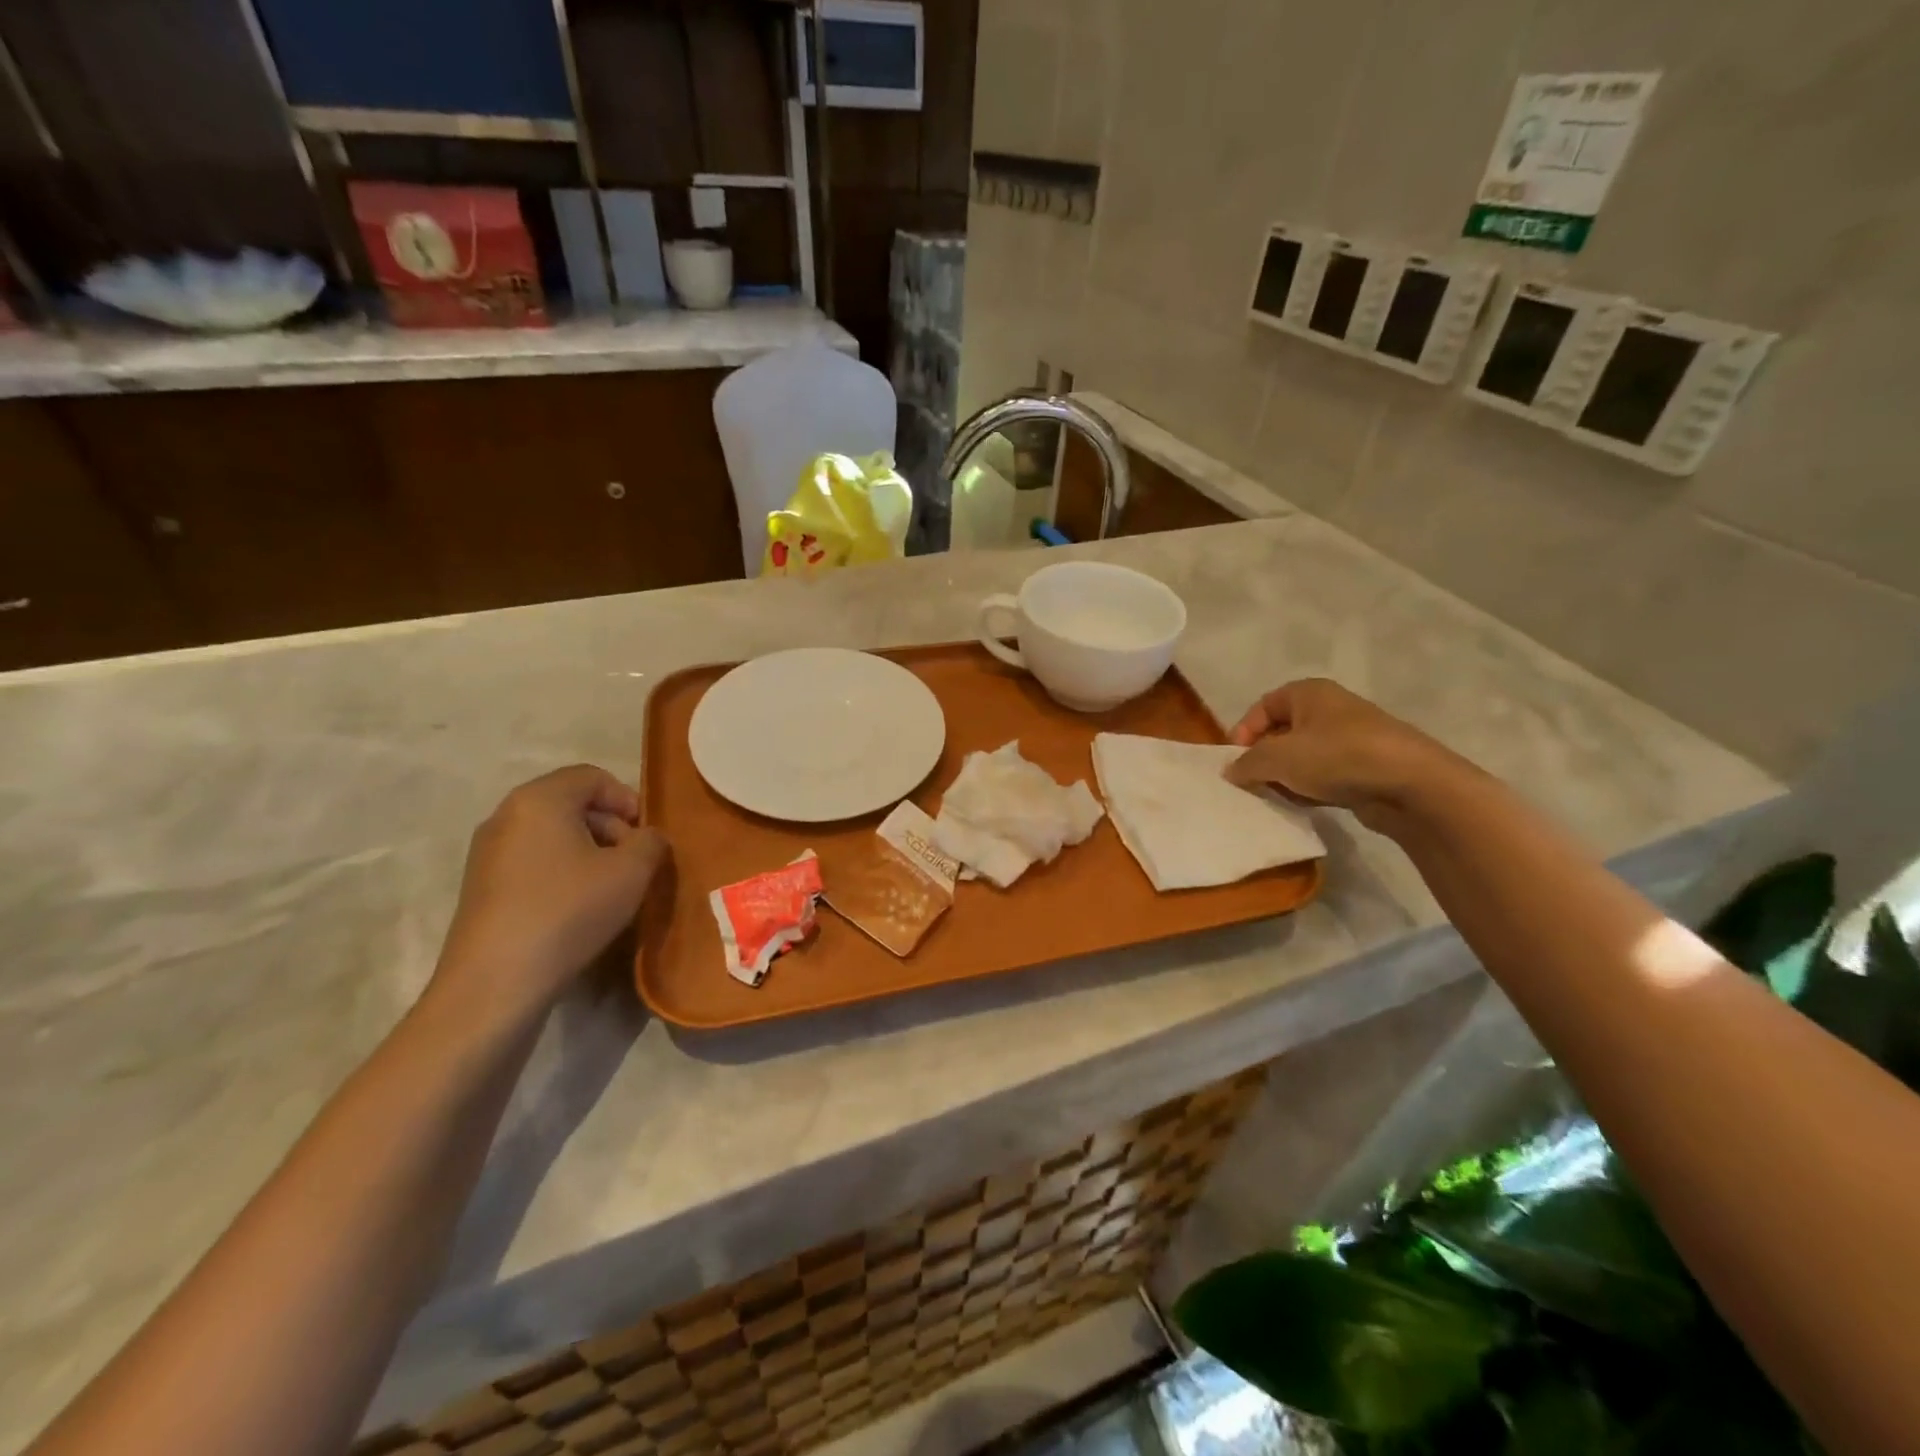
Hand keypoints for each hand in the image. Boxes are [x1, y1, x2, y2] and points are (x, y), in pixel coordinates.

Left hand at [433, 766, 668, 1019]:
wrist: (497, 981)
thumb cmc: (569, 911)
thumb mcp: (632, 871)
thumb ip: (651, 842)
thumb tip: (646, 839)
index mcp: (540, 799)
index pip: (592, 777)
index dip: (627, 799)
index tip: (645, 836)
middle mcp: (506, 815)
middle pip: (570, 803)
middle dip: (610, 826)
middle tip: (633, 862)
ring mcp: (487, 852)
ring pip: (552, 834)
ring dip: (588, 851)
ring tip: (610, 888)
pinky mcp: (481, 886)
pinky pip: (533, 861)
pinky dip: (562, 872)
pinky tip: (577, 908)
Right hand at [1225, 678, 1459, 829]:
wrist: (1412, 786)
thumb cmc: (1337, 757)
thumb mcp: (1278, 758)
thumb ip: (1247, 763)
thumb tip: (1231, 771)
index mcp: (1309, 692)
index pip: (1262, 707)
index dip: (1243, 732)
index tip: (1235, 762)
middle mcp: (1330, 709)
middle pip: (1282, 732)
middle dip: (1263, 758)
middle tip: (1251, 783)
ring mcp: (1352, 738)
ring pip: (1303, 756)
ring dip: (1285, 777)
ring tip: (1276, 797)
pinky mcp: (1366, 767)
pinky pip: (1325, 775)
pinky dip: (1310, 788)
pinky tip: (1305, 806)